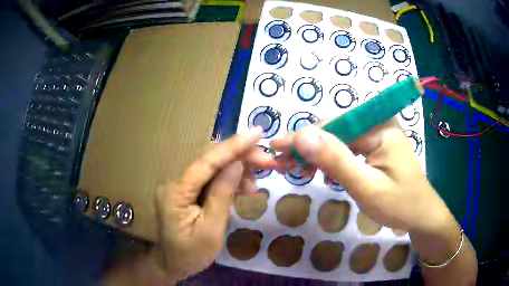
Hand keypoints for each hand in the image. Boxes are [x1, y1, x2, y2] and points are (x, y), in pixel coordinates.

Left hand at [152, 126, 275, 281]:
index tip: (257, 133)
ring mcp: (181, 185)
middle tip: (268, 161)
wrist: (172, 264)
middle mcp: (175, 181)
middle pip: (211, 160)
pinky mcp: (187, 191)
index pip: (207, 162)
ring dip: (237, 170)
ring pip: (213, 168)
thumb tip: (237, 164)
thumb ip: (222, 194)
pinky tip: (243, 189)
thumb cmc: (190, 253)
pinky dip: (230, 182)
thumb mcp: (211, 229)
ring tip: (255, 184)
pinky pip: (211, 180)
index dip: (233, 146)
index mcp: (176, 191)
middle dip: (241, 157)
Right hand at [271, 118, 452, 232]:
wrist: (421, 215)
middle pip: (335, 129)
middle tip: (289, 166)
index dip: (304, 137)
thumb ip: (335, 160)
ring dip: (320, 154)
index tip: (276, 149)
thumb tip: (301, 135)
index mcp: (380, 125)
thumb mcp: (366, 186)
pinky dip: (333, 159)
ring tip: (305, 172)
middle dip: (311, 148)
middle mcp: (378, 122)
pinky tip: (327, 173)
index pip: (333, 125)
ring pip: (339, 138)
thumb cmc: (399, 204)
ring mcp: (378, 133)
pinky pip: (349, 147)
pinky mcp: (377, 145)